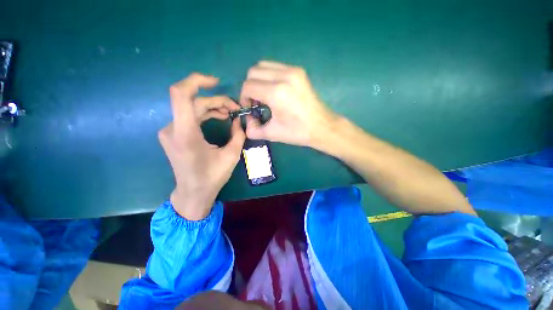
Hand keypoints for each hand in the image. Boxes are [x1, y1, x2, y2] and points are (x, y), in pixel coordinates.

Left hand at [158, 73, 244, 219]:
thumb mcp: (231, 155)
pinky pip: (189, 117)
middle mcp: (172, 128)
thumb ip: (238, 134)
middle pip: (193, 102)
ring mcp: (171, 131)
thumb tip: (240, 120)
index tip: (215, 82)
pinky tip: (218, 118)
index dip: (196, 81)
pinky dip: (204, 114)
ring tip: (229, 113)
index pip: (181, 94)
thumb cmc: (212, 176)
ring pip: (192, 109)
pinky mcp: (174, 135)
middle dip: (216, 101)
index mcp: (185, 133)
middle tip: (234, 109)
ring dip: (211, 108)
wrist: (193, 192)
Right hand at [240, 60, 337, 147]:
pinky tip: (275, 91)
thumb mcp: (272, 134)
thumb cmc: (298, 132)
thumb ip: (253, 129)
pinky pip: (275, 67)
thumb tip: (247, 121)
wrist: (322, 127)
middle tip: (256, 102)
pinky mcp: (299, 71)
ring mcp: (293, 71)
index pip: (248, 86)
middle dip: (249, 88)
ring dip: (258, 80)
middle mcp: (284, 76)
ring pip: (263, 66)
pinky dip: (269, 77)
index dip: (244, 98)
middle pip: (252, 72)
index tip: (250, 109)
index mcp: (276, 93)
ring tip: (265, 96)